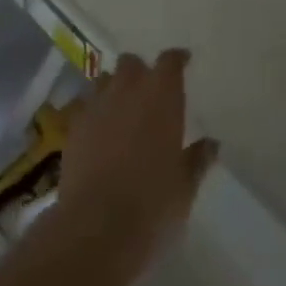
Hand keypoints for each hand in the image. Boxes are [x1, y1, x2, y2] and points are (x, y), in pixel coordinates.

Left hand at [56, 50, 219, 276]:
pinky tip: (100, 131)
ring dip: (115, 87)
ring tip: (123, 109)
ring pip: (106, 79)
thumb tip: (211, 144)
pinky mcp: (74, 125)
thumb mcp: (185, 186)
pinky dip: (95, 111)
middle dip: (141, 71)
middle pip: (132, 63)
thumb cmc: (152, 205)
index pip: (170, 62)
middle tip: (150, 92)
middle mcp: (127, 90)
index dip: (177, 59)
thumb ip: (198, 159)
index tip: (183, 61)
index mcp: (161, 97)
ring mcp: (97, 105)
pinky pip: (86, 105)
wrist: (97, 226)